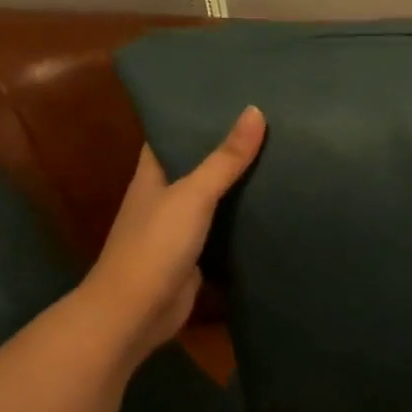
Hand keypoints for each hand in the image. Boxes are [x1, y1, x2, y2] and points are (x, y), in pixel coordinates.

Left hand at [82, 106, 266, 363]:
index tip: (228, 99)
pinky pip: (220, 230)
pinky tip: (269, 207)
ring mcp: (176, 230)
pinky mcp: (193, 257)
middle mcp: (162, 198)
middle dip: (223, 149)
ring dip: (235, 185)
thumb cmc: (155, 245)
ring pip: (210, 199)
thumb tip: (255, 111)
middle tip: (265, 125)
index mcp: (151, 176)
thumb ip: (224, 159)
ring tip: (276, 158)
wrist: (135, 313)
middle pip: (194, 166)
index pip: (169, 135)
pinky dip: (240, 220)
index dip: (193, 117)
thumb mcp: (193, 195)